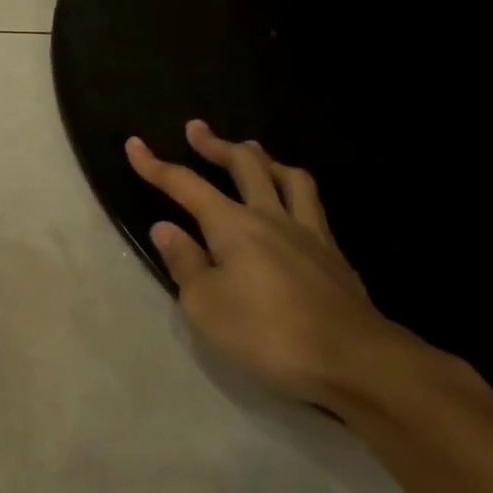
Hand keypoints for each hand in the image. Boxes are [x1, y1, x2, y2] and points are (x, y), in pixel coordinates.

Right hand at [126, 122, 413, 411]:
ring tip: (252, 154)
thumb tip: (166, 228)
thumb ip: (184, 263)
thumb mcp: (206, 306)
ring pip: (289, 178)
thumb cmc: (269, 334)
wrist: (358, 363)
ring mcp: (309, 234)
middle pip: (244, 165)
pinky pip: (313, 206)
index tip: (134, 145)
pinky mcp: (335, 257)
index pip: (186, 185)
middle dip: (216, 144)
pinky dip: (295, 193)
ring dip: (265, 160)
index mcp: (233, 225)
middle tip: (197, 130)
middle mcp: (271, 217)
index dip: (156, 165)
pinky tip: (292, 206)